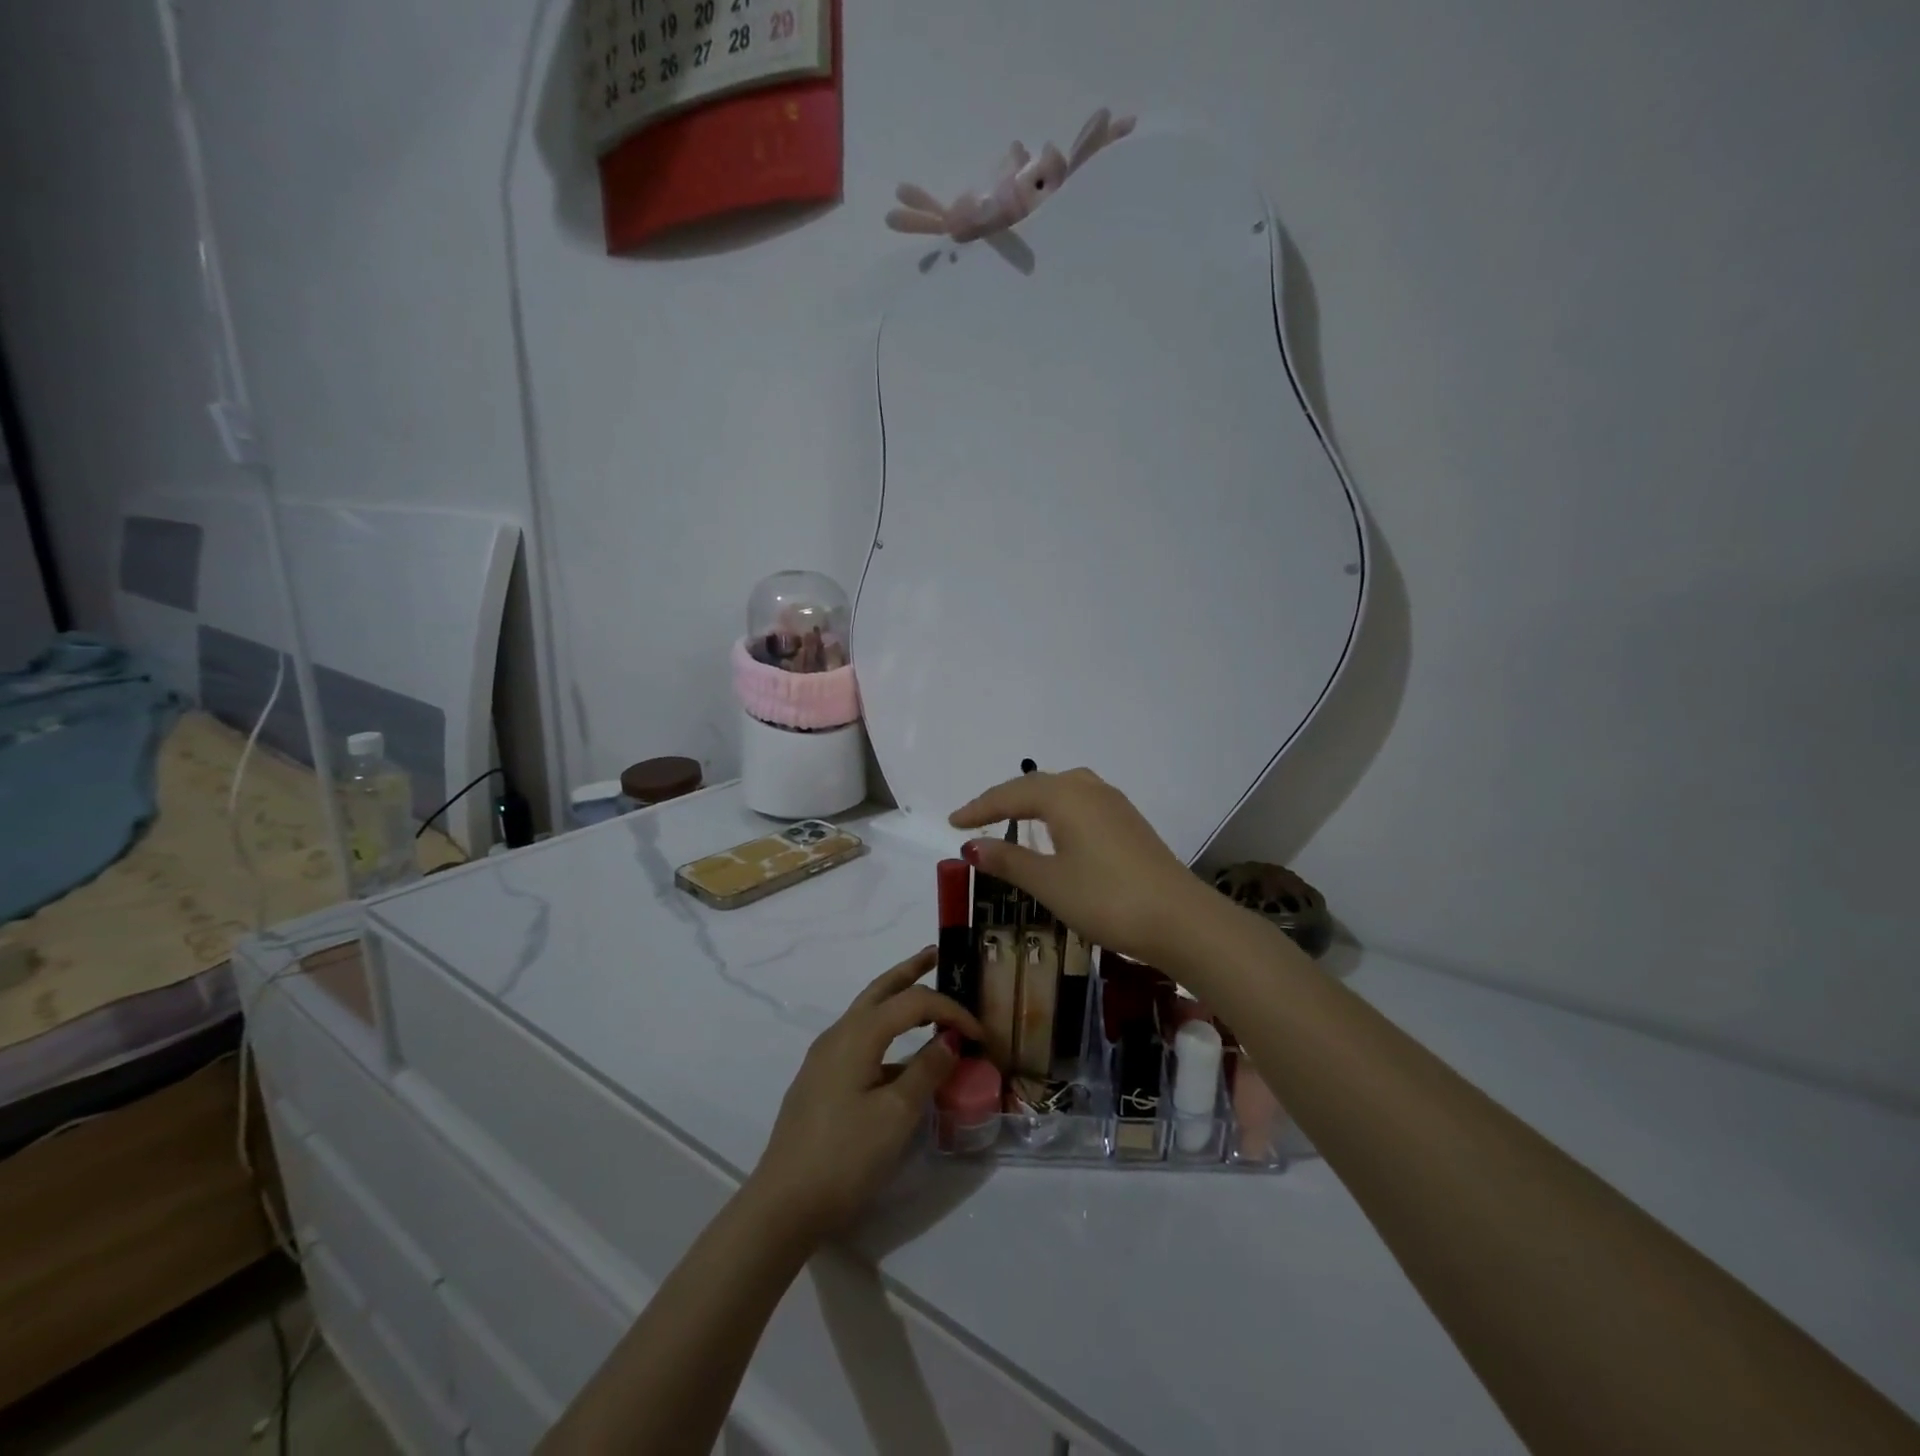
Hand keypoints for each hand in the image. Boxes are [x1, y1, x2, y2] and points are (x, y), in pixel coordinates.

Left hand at [748, 949, 983, 1239]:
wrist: (783, 1204)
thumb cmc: (845, 1157)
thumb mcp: (896, 1115)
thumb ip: (926, 1071)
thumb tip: (950, 1039)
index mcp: (857, 1034)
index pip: (913, 1002)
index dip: (950, 1010)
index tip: (980, 1034)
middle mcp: (838, 1034)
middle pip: (880, 989)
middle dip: (910, 971)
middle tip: (937, 955)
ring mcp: (825, 1057)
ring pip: (868, 1013)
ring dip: (897, 1000)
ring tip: (926, 1000)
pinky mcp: (821, 1080)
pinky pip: (861, 1040)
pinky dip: (887, 1032)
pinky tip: (902, 1057)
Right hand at [950, 767, 1214, 967]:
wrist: (1180, 919)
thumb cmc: (1106, 898)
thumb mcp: (1049, 882)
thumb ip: (1008, 861)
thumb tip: (972, 846)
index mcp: (1065, 796)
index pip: (1010, 794)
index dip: (979, 808)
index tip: (952, 823)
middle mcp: (1089, 789)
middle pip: (1037, 785)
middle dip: (1004, 800)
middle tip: (976, 819)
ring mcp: (1114, 804)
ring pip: (1063, 790)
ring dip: (1033, 802)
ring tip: (1012, 819)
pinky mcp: (1130, 823)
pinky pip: (1082, 803)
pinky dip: (1057, 811)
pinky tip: (1057, 830)